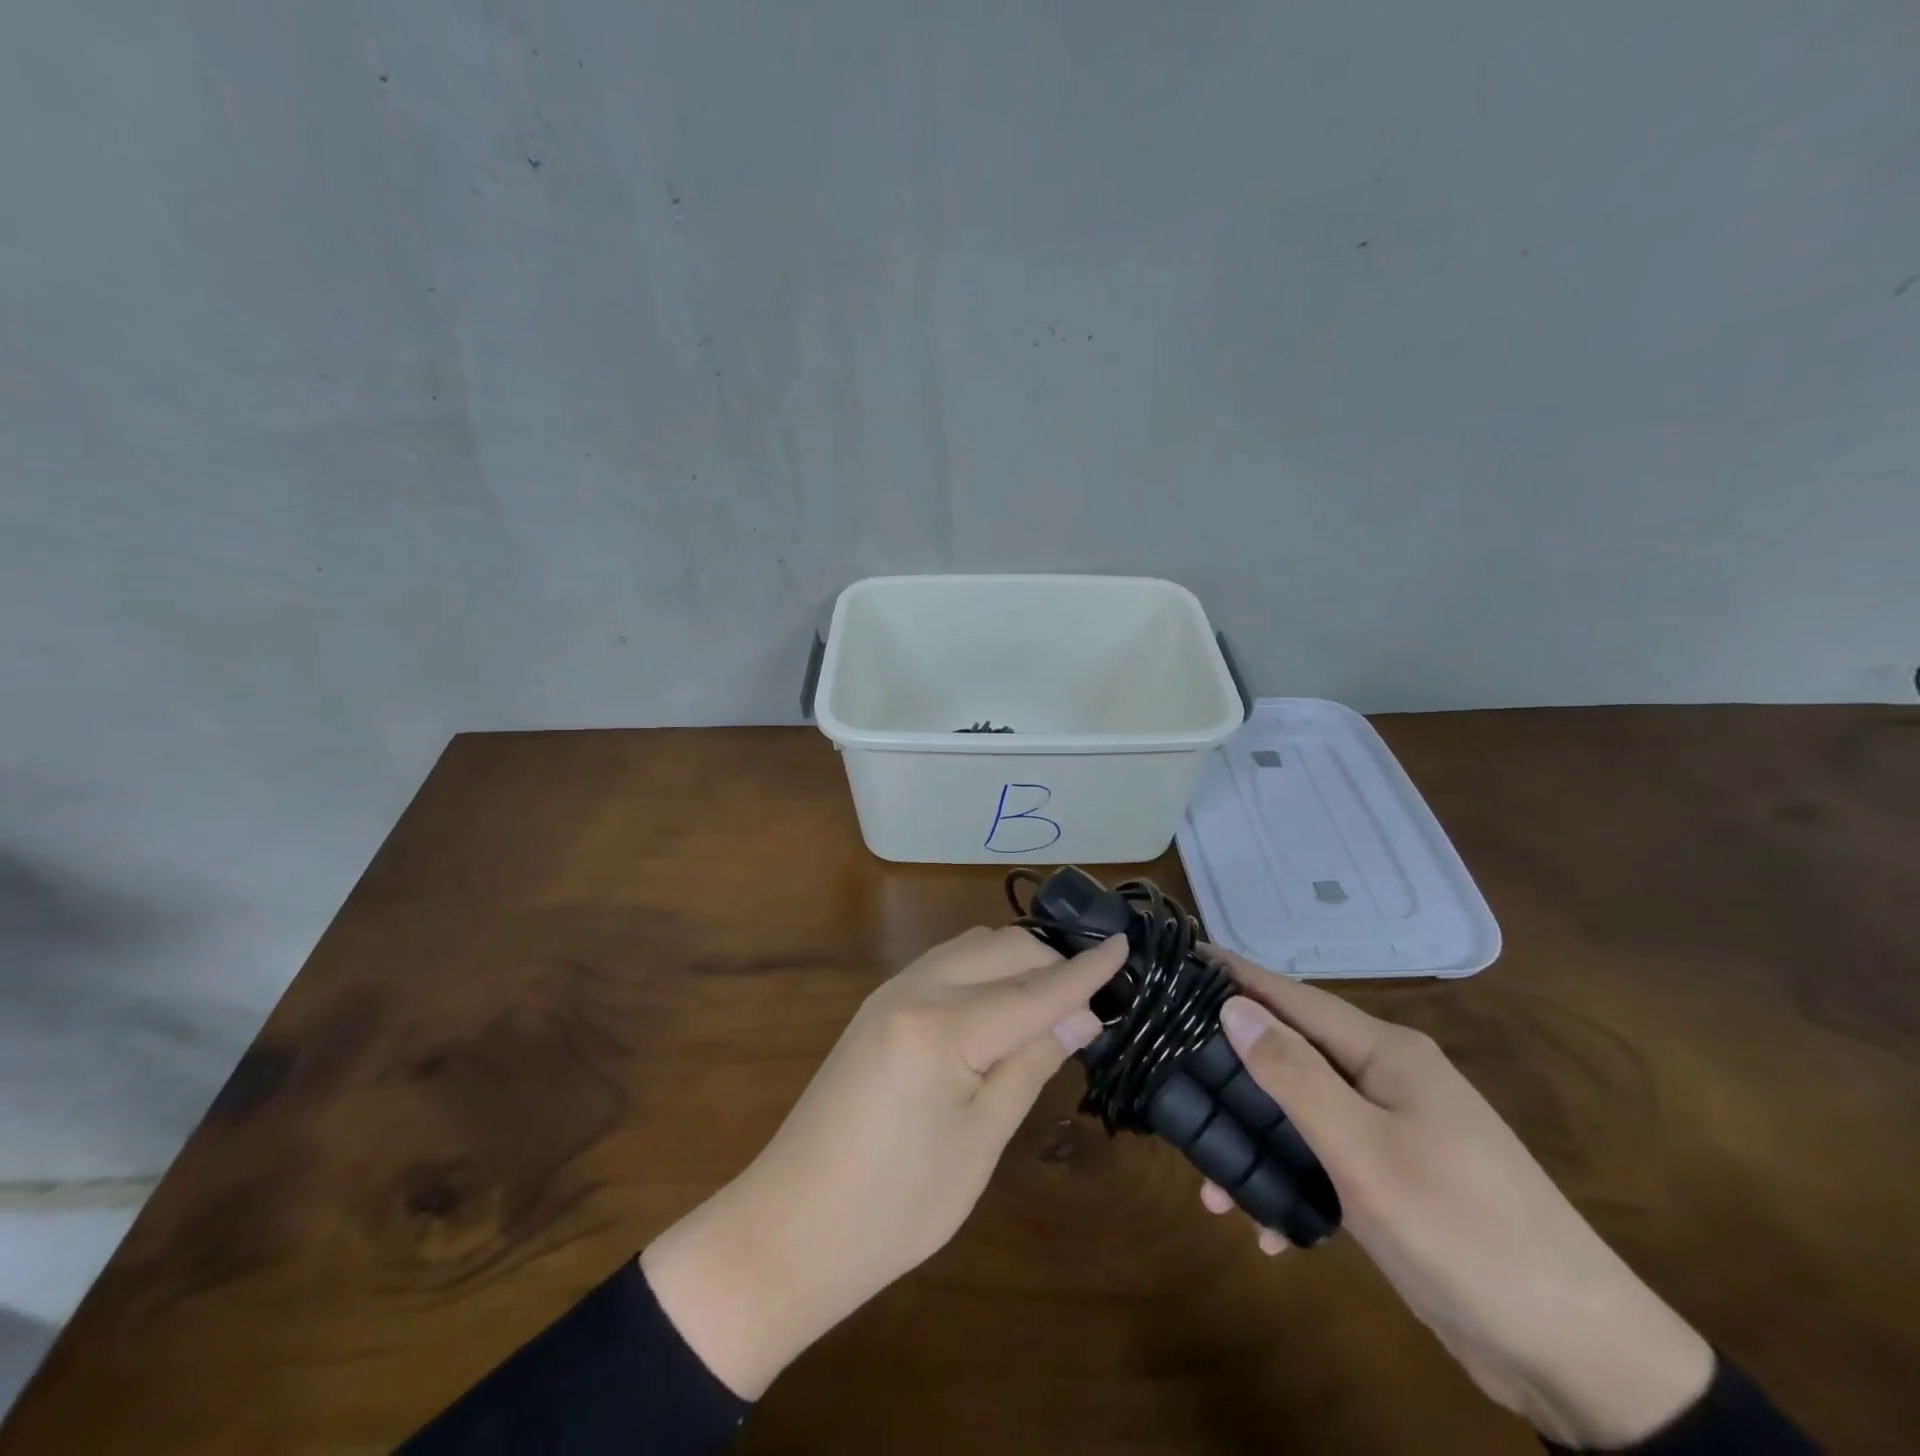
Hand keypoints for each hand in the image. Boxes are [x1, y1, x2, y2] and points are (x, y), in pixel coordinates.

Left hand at [641, 925, 1125, 1398]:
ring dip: (1017, 962)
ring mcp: (890, 992)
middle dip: (1051, 962)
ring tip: (1053, 1002)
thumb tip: (1080, 1016)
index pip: (1033, 988)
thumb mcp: (979, 1141)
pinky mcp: (878, 1006)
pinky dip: (984, 971)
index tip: (1125, 946)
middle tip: (1090, 1003)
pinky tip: (1001, 1005)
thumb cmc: (895, 1207)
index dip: (1084, 970)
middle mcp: (914, 989)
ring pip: (971, 948)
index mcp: (942, 1027)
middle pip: (1001, 948)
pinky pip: (946, 965)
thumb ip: (1030, 1063)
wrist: (790, 1227)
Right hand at [1201, 955, 1714, 1448]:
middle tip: (1172, 1071)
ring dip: (1257, 1143)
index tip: (1181, 956)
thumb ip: (1293, 1075)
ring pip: (1303, 1113)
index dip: (1236, 974)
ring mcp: (1396, 1130)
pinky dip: (1293, 1186)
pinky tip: (1266, 1231)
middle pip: (1291, 1053)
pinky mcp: (1398, 1181)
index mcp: (1386, 1054)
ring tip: (1209, 1185)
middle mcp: (1388, 1079)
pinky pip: (1326, 1162)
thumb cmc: (1463, 1231)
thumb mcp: (1364, 1151)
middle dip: (1232, 1068)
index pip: (1292, 996)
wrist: (1578, 1357)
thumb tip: (1233, 1006)